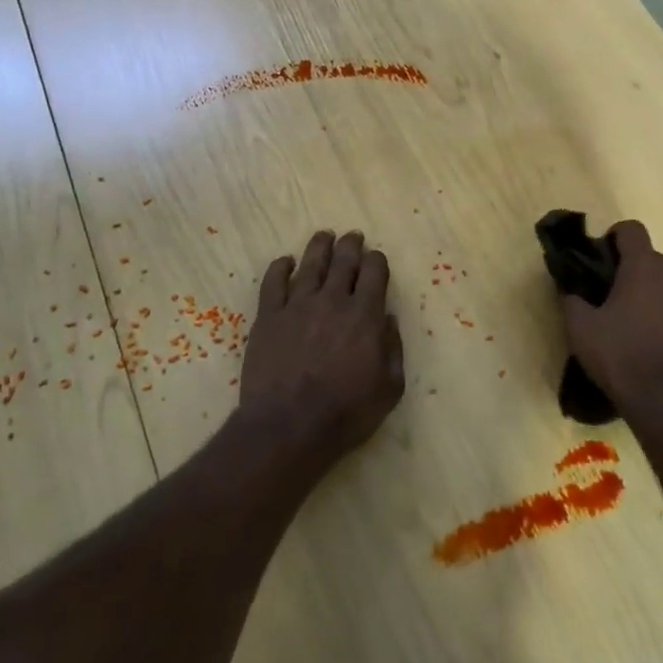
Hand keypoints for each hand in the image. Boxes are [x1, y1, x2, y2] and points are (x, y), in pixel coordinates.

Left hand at [239, 230, 403, 465]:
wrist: (289, 426)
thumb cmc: (346, 412)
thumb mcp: (389, 388)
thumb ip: (393, 349)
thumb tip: (388, 319)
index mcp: (366, 315)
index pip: (375, 272)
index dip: (377, 261)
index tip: (376, 259)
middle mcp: (333, 300)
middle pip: (344, 260)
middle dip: (351, 245)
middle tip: (353, 236)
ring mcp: (297, 305)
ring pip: (310, 264)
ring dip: (320, 247)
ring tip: (324, 236)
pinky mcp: (269, 317)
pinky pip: (273, 282)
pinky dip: (279, 267)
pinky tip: (284, 261)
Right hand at [561, 221, 662, 427]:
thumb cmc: (620, 356)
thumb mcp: (580, 329)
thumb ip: (572, 299)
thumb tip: (570, 289)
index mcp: (644, 267)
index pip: (631, 229)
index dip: (613, 237)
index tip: (600, 259)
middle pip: (650, 257)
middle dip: (631, 269)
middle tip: (610, 296)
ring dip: (651, 291)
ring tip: (633, 320)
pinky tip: (654, 339)